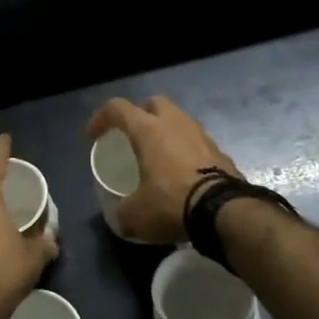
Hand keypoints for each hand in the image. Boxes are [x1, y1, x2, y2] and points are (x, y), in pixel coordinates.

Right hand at [84, 95, 238, 243]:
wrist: (224, 212)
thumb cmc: (171, 202)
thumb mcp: (136, 214)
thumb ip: (123, 211)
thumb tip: (122, 216)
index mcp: (148, 130)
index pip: (117, 108)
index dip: (101, 118)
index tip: (93, 136)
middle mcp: (175, 123)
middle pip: (153, 103)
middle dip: (140, 114)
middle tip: (132, 136)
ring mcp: (200, 135)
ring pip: (178, 120)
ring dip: (166, 132)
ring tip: (158, 156)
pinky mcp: (219, 151)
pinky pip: (196, 142)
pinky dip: (185, 151)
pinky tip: (182, 173)